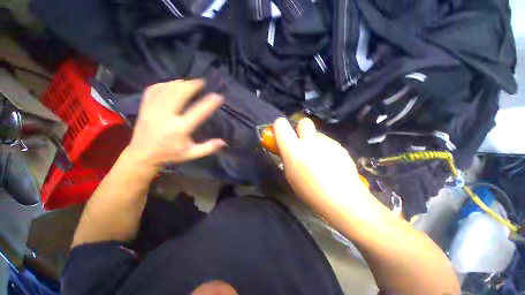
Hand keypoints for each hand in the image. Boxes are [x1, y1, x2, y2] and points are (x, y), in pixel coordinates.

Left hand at [126, 80, 225, 170]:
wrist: (142, 156)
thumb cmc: (170, 154)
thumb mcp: (191, 154)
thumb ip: (208, 148)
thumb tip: (224, 142)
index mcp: (180, 129)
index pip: (198, 113)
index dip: (209, 103)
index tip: (218, 96)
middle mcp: (166, 117)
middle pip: (179, 95)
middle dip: (191, 86)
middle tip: (201, 81)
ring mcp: (153, 111)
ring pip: (166, 90)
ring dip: (179, 83)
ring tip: (189, 82)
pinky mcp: (144, 108)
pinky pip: (153, 90)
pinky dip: (164, 84)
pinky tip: (171, 84)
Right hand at [273, 117, 377, 215]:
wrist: (343, 199)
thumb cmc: (310, 191)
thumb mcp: (290, 175)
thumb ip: (287, 157)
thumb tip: (287, 149)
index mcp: (294, 149)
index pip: (281, 125)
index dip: (280, 126)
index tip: (281, 134)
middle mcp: (310, 141)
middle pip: (304, 121)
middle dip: (300, 128)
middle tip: (302, 142)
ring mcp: (327, 142)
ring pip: (317, 134)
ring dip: (314, 141)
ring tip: (318, 158)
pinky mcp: (339, 146)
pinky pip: (327, 142)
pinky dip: (325, 149)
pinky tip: (330, 163)